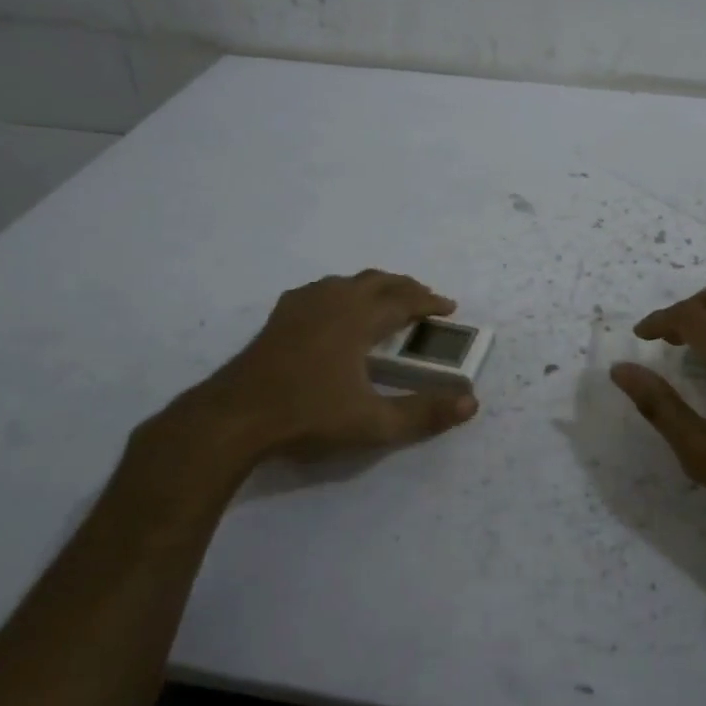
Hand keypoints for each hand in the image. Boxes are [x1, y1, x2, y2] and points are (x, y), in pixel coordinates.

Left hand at [127, 270, 478, 498]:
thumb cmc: (308, 416)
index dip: (429, 302)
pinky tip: (336, 307)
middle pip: (378, 281)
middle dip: (406, 288)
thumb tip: (471, 402)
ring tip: (387, 300)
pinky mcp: (280, 316)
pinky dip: (344, 291)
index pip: (403, 300)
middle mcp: (333, 301)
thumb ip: (423, 414)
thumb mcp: (373, 423)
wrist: (234, 418)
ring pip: (349, 281)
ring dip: (376, 286)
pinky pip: (322, 289)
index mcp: (358, 319)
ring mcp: (302, 305)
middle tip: (425, 301)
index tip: (449, 307)